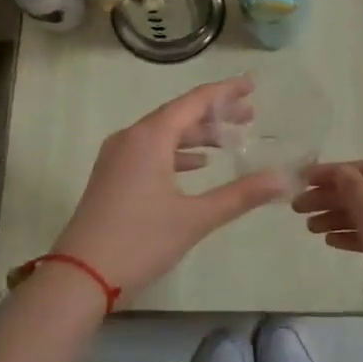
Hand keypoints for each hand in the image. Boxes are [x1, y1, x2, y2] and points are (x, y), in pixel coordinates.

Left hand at [52, 78, 286, 300]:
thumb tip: (283, 179)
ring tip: (230, 141)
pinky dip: (177, 153)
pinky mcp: (112, 175)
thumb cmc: (140, 240)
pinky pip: (150, 150)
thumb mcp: (196, 217)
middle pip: (179, 114)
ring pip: (164, 133)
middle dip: (216, 114)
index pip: (195, 101)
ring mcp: (117, 156)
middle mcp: (131, 137)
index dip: (225, 91)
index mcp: (150, 137)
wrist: (80, 276)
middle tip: (250, 116)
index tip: (251, 85)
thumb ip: (241, 195)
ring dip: (197, 135)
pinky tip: (198, 165)